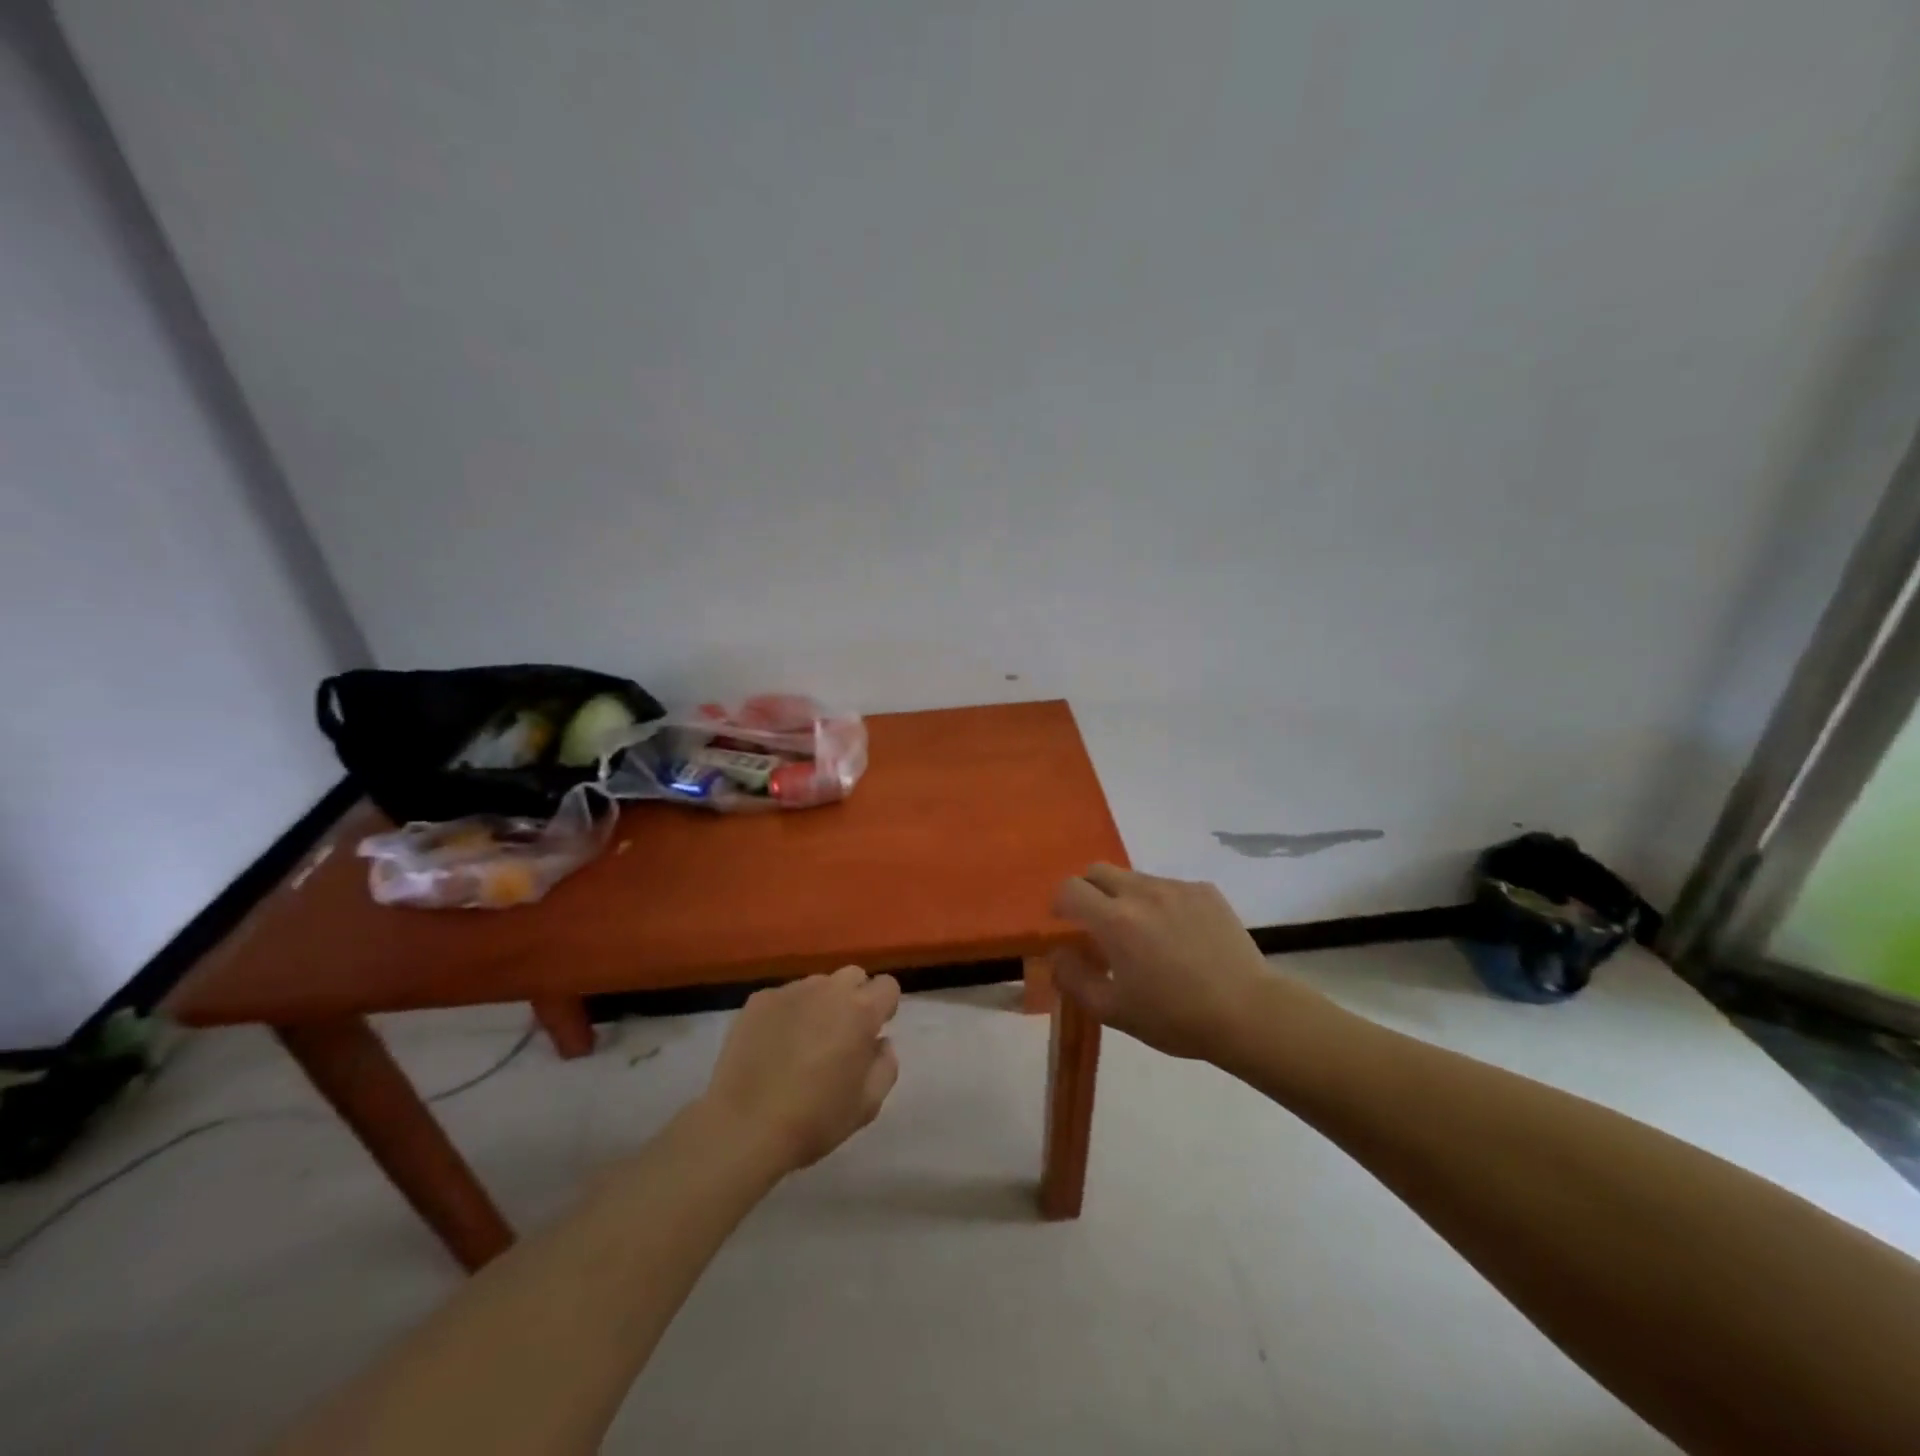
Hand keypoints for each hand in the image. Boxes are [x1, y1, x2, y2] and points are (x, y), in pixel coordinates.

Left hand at [700, 965, 901, 1173]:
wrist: (743, 1128)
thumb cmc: (814, 1120)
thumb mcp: (867, 1105)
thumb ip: (885, 1066)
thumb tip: (881, 1042)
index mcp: (861, 1011)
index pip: (888, 985)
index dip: (884, 1007)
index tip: (872, 1033)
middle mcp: (828, 990)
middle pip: (853, 976)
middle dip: (854, 998)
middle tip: (841, 1035)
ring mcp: (790, 991)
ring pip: (817, 985)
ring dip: (820, 1004)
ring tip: (803, 1041)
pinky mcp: (758, 1000)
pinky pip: (784, 997)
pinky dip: (786, 1014)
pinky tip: (773, 1046)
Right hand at [1050, 864, 1325, 1062]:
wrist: (1248, 1012)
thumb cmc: (1175, 1017)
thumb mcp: (1112, 1010)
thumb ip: (1073, 978)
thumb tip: (1057, 953)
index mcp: (1115, 920)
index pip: (1070, 888)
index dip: (1061, 904)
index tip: (1066, 925)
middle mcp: (1142, 892)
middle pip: (1098, 871)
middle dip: (1089, 891)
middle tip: (1098, 924)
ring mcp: (1176, 887)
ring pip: (1134, 877)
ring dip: (1125, 897)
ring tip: (1144, 934)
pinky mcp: (1204, 890)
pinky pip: (1168, 887)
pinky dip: (1160, 903)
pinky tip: (1179, 936)